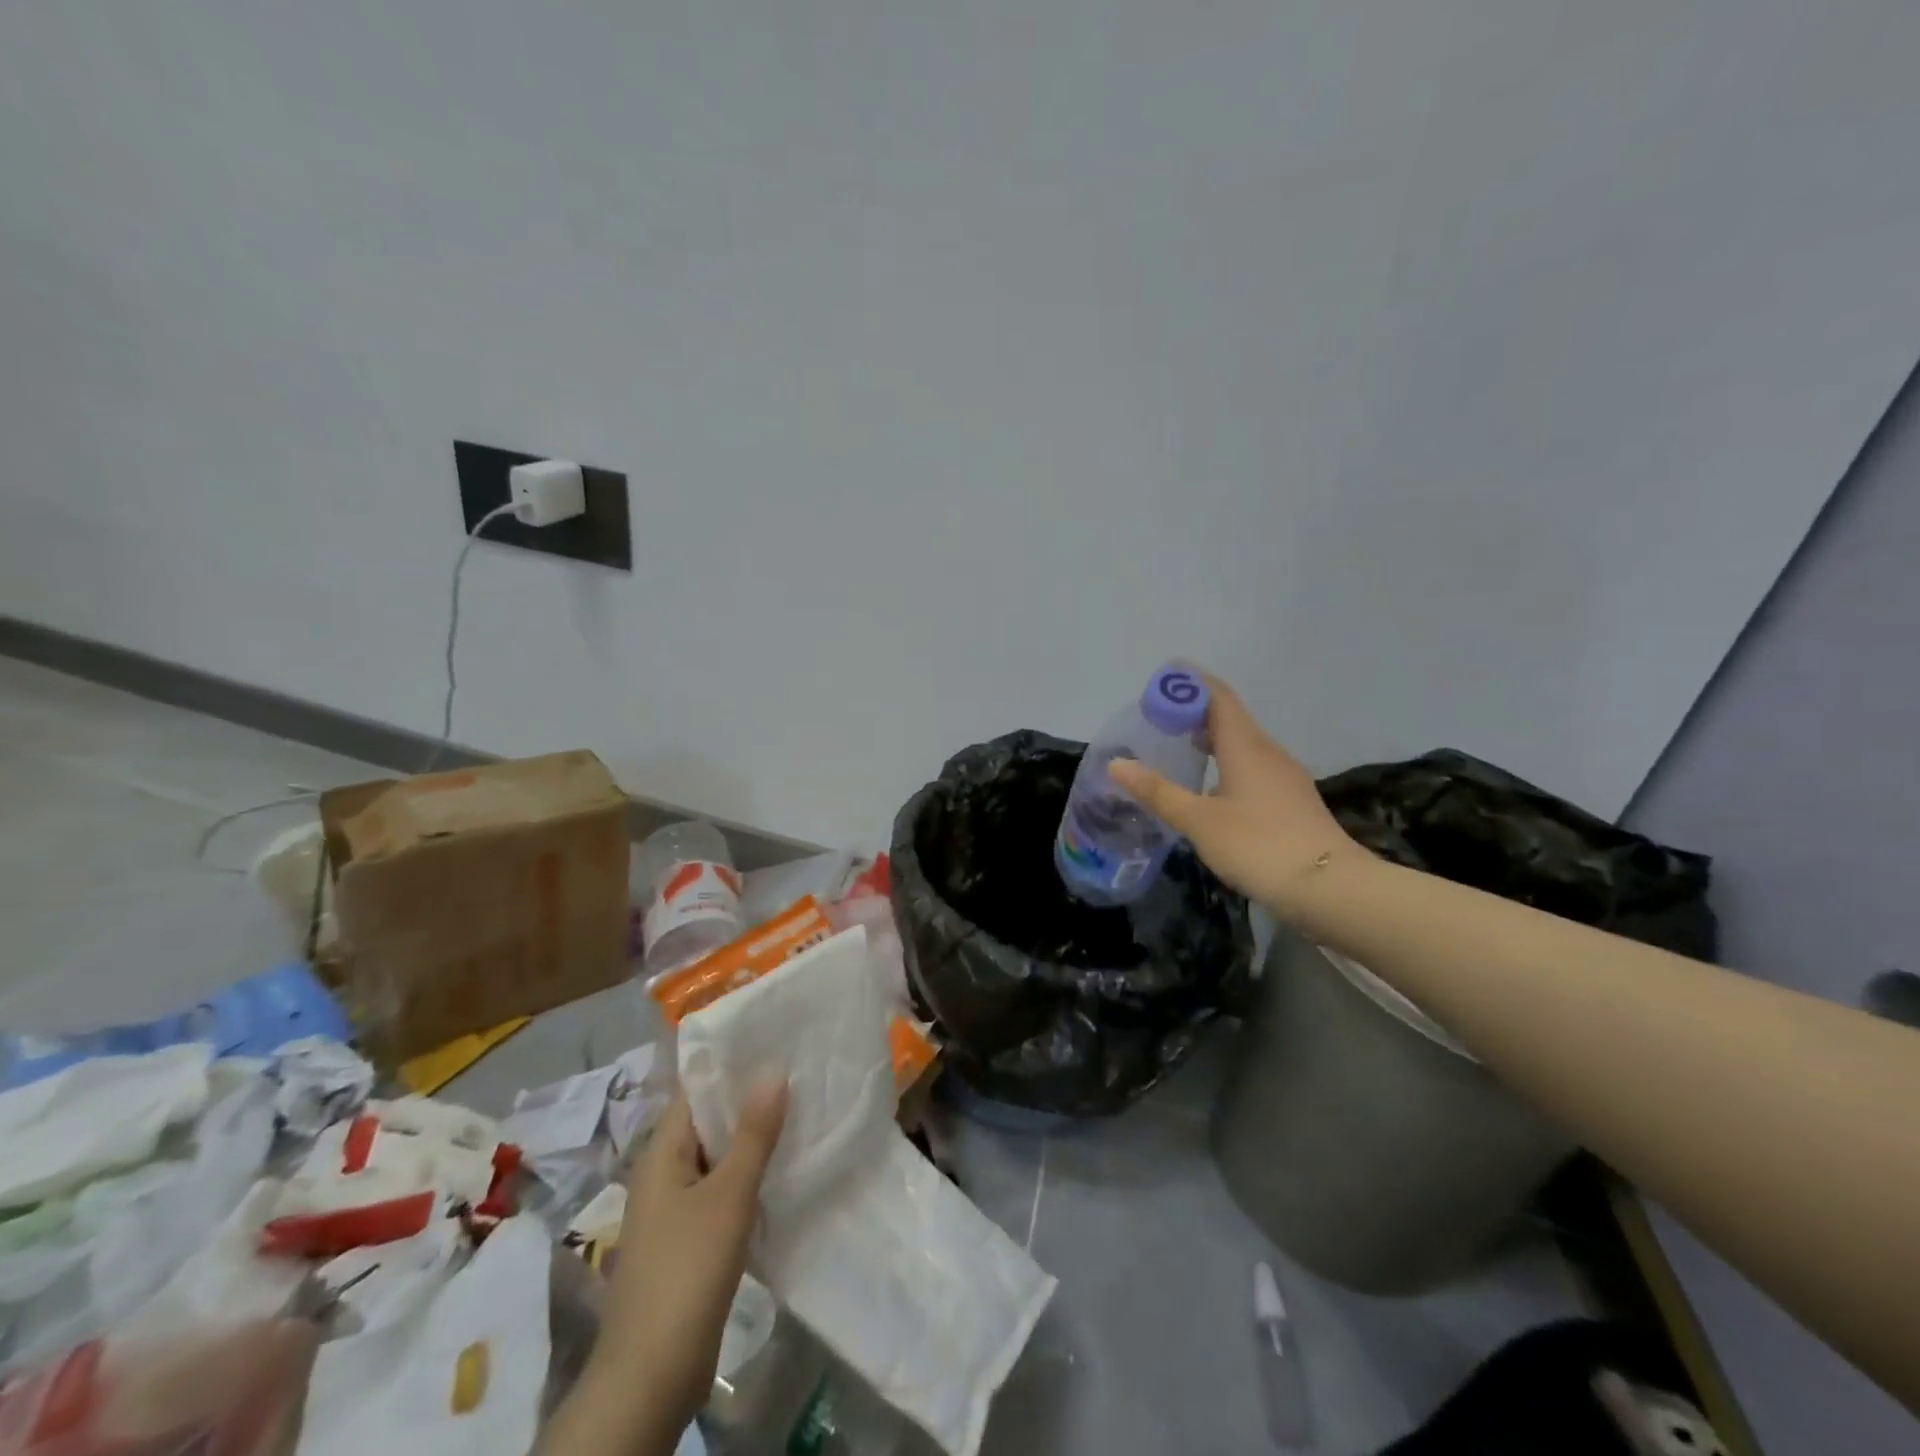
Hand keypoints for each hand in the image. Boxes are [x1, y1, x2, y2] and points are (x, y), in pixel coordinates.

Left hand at [590, 1082, 787, 1438]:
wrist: (651, 1376)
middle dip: (750, 1101)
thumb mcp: (728, 1196)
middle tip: (799, 1071)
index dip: (731, 1065)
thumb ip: (753, 1135)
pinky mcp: (690, 1240)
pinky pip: (722, 1191)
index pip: (696, 1090)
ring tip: (801, 1112)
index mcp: (662, 1153)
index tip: (774, 1041)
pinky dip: (749, 1176)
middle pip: (709, 1122)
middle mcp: (665, 1173)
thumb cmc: (686, 1271)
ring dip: (753, 1140)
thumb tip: (773, 1072)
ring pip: (718, 1158)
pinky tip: (784, 1170)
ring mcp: (675, 1209)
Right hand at [1108, 672, 1357, 919]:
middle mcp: (1267, 752)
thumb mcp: (1199, 821)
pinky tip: (1210, 785)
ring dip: (1210, 738)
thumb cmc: (1259, 846)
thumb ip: (1158, 792)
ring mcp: (1284, 776)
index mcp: (1245, 746)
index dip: (1192, 683)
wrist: (1330, 888)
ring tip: (1178, 746)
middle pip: (1230, 718)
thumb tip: (1117, 764)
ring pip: (1242, 744)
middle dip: (1195, 711)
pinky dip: (1225, 762)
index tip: (1165, 675)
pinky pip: (1252, 765)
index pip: (1218, 697)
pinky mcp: (1290, 799)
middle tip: (1158, 716)